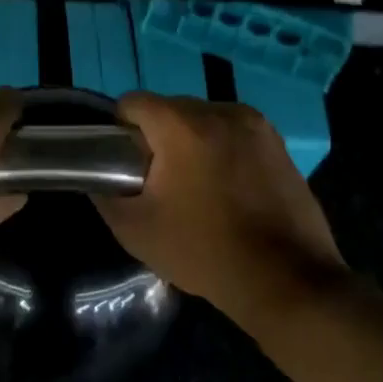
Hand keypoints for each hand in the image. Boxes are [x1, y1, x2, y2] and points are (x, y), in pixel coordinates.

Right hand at [94, 94, 344, 320]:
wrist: (285, 279)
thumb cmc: (203, 251)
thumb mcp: (135, 230)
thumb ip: (105, 196)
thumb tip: (97, 180)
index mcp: (182, 126)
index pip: (133, 102)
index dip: (119, 130)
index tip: (123, 164)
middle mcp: (221, 111)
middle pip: (170, 109)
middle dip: (157, 137)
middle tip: (157, 181)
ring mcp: (256, 125)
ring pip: (204, 120)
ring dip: (191, 142)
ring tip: (194, 187)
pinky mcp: (279, 144)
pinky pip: (234, 134)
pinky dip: (221, 151)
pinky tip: (226, 190)